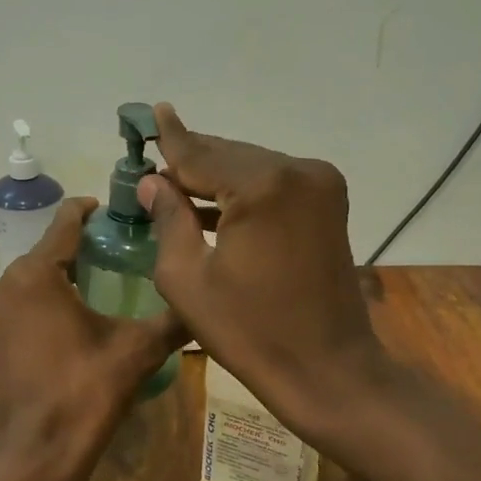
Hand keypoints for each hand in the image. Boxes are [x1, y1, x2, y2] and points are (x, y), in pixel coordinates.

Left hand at [0, 197, 185, 480]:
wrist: (35, 456)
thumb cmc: (84, 394)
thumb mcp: (137, 351)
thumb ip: (173, 319)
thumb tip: (209, 300)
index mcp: (33, 274)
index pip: (65, 222)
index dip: (92, 211)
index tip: (117, 212)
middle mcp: (0, 284)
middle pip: (47, 253)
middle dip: (81, 251)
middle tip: (121, 256)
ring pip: (30, 280)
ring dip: (61, 279)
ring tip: (103, 287)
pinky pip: (18, 306)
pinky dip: (42, 304)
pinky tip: (73, 319)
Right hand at [137, 104, 390, 442]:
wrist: (328, 368)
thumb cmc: (249, 331)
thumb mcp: (188, 279)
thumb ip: (168, 219)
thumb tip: (152, 182)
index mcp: (260, 186)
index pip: (200, 154)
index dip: (170, 139)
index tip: (151, 112)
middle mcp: (296, 171)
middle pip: (228, 155)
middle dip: (190, 161)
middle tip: (153, 162)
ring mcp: (320, 185)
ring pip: (251, 167)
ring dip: (215, 176)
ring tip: (175, 184)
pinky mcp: (329, 204)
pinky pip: (273, 184)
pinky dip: (243, 191)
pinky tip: (214, 203)